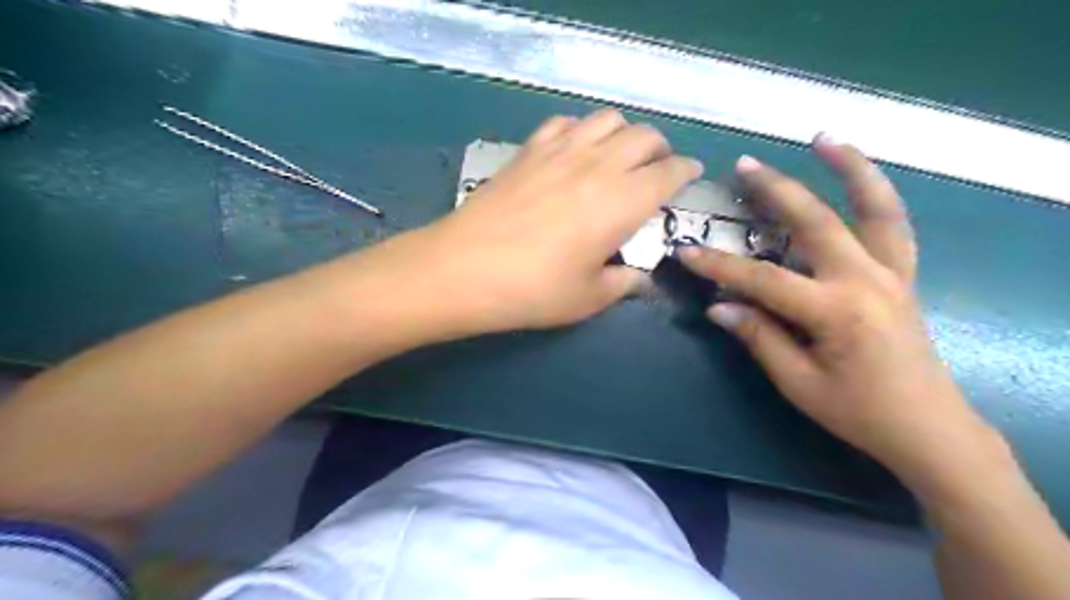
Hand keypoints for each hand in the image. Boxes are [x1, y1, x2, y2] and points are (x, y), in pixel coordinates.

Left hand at [384, 110, 704, 334]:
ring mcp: (560, 151)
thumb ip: (622, 284)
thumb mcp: (588, 298)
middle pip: (644, 136)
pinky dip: (581, 130)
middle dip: (659, 149)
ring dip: (624, 133)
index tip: (689, 175)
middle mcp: (599, 165)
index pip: (669, 172)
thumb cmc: (533, 290)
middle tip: (656, 169)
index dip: (685, 171)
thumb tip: (637, 276)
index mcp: (623, 202)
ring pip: (608, 119)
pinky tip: (574, 151)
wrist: (464, 269)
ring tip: (619, 156)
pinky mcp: (529, 149)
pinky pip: (566, 123)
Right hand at [681, 136, 999, 490]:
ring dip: (850, 168)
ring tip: (824, 139)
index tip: (685, 252)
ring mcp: (892, 273)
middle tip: (745, 166)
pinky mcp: (903, 275)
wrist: (927, 427)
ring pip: (875, 208)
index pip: (764, 279)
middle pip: (816, 223)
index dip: (720, 266)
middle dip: (776, 191)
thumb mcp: (798, 383)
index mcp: (836, 312)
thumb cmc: (858, 411)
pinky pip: (894, 224)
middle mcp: (867, 281)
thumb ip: (759, 338)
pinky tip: (858, 178)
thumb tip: (719, 306)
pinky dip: (877, 194)